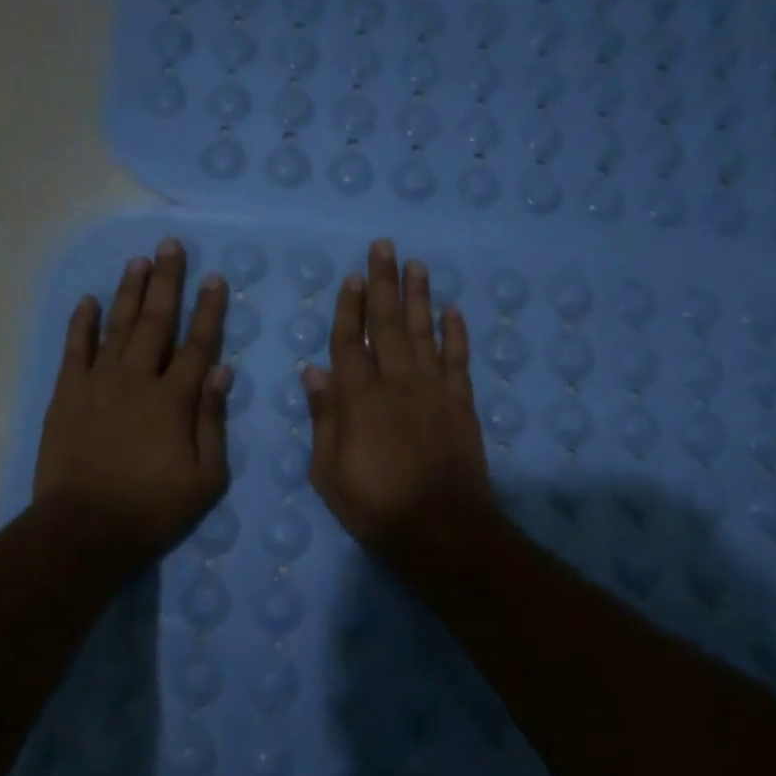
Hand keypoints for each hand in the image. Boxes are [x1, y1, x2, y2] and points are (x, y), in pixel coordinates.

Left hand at [33, 239, 230, 562]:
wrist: (85, 529)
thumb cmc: (153, 508)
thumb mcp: (206, 477)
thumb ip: (213, 420)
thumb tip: (222, 370)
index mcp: (174, 399)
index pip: (198, 344)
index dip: (209, 309)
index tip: (215, 278)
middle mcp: (137, 379)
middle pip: (156, 321)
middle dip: (167, 281)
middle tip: (172, 246)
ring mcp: (98, 383)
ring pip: (118, 326)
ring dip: (130, 291)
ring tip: (139, 261)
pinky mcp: (67, 394)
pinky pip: (75, 348)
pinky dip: (82, 322)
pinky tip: (89, 299)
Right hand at [302, 239, 493, 566]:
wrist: (441, 528)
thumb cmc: (375, 505)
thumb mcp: (328, 471)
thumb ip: (323, 418)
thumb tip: (313, 371)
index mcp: (359, 397)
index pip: (351, 341)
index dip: (349, 307)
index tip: (352, 277)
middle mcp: (396, 381)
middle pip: (389, 323)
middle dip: (384, 283)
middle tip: (384, 247)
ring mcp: (433, 389)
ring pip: (425, 331)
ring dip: (419, 296)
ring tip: (417, 265)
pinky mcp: (461, 403)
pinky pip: (459, 359)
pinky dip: (456, 332)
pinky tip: (454, 309)